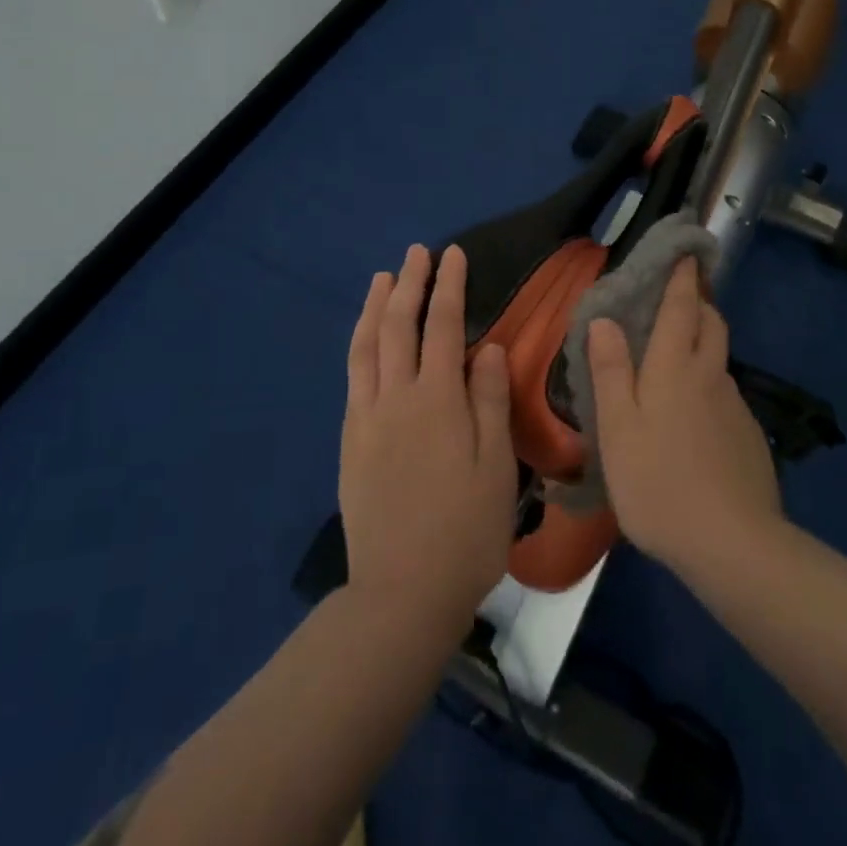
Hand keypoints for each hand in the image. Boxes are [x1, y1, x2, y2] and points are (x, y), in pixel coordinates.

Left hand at [340, 244, 516, 641]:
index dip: (448, 286)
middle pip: (398, 326)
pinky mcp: (350, 440)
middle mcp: (396, 397)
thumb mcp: (496, 467)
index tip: (453, 254)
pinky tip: (364, 337)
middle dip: (410, 283)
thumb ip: (491, 401)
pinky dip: (359, 343)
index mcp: (437, 400)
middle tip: (417, 252)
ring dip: (375, 306)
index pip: (442, 326)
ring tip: (383, 277)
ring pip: (366, 345)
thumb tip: (491, 347)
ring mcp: (367, 417)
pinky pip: (352, 375)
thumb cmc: (465, 531)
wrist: (401, 592)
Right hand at [587, 258, 781, 580]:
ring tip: (677, 362)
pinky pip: (726, 395)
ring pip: (719, 360)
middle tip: (678, 300)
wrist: (733, 545)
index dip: (682, 277)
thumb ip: (611, 371)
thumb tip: (604, 319)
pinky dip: (710, 387)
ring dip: (703, 345)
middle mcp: (710, 375)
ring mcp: (735, 406)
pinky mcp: (749, 438)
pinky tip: (695, 420)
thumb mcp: (618, 428)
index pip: (682, 306)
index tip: (685, 251)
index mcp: (675, 366)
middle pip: (711, 324)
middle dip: (698, 303)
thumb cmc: (659, 482)